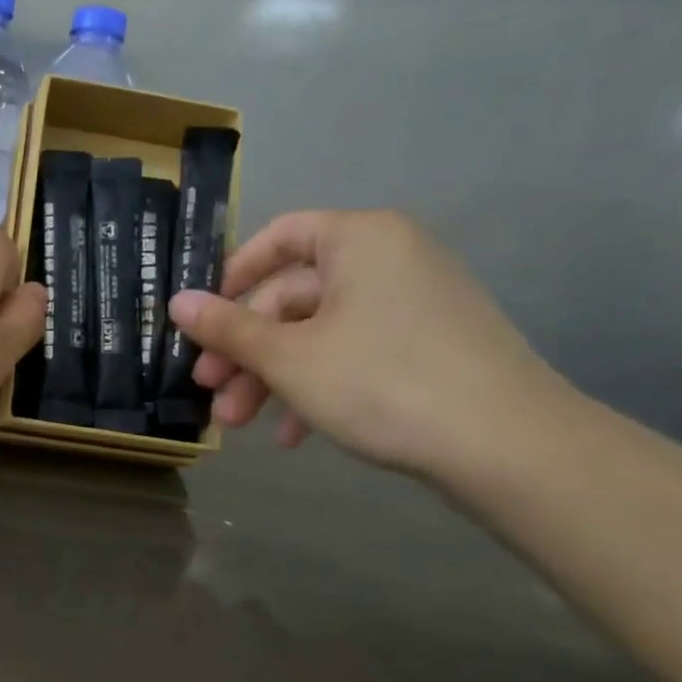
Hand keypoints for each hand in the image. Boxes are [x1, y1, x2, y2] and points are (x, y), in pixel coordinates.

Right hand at [166, 209, 567, 476]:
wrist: (506, 445)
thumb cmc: (382, 381)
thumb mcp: (288, 357)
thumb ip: (227, 328)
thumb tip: (175, 302)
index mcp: (359, 239)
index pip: (279, 235)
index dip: (231, 276)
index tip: (200, 321)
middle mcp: (388, 259)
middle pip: (292, 296)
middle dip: (245, 350)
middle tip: (208, 392)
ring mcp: (412, 304)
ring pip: (318, 333)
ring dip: (271, 378)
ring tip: (239, 425)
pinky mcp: (426, 347)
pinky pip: (353, 354)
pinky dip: (316, 387)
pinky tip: (293, 435)